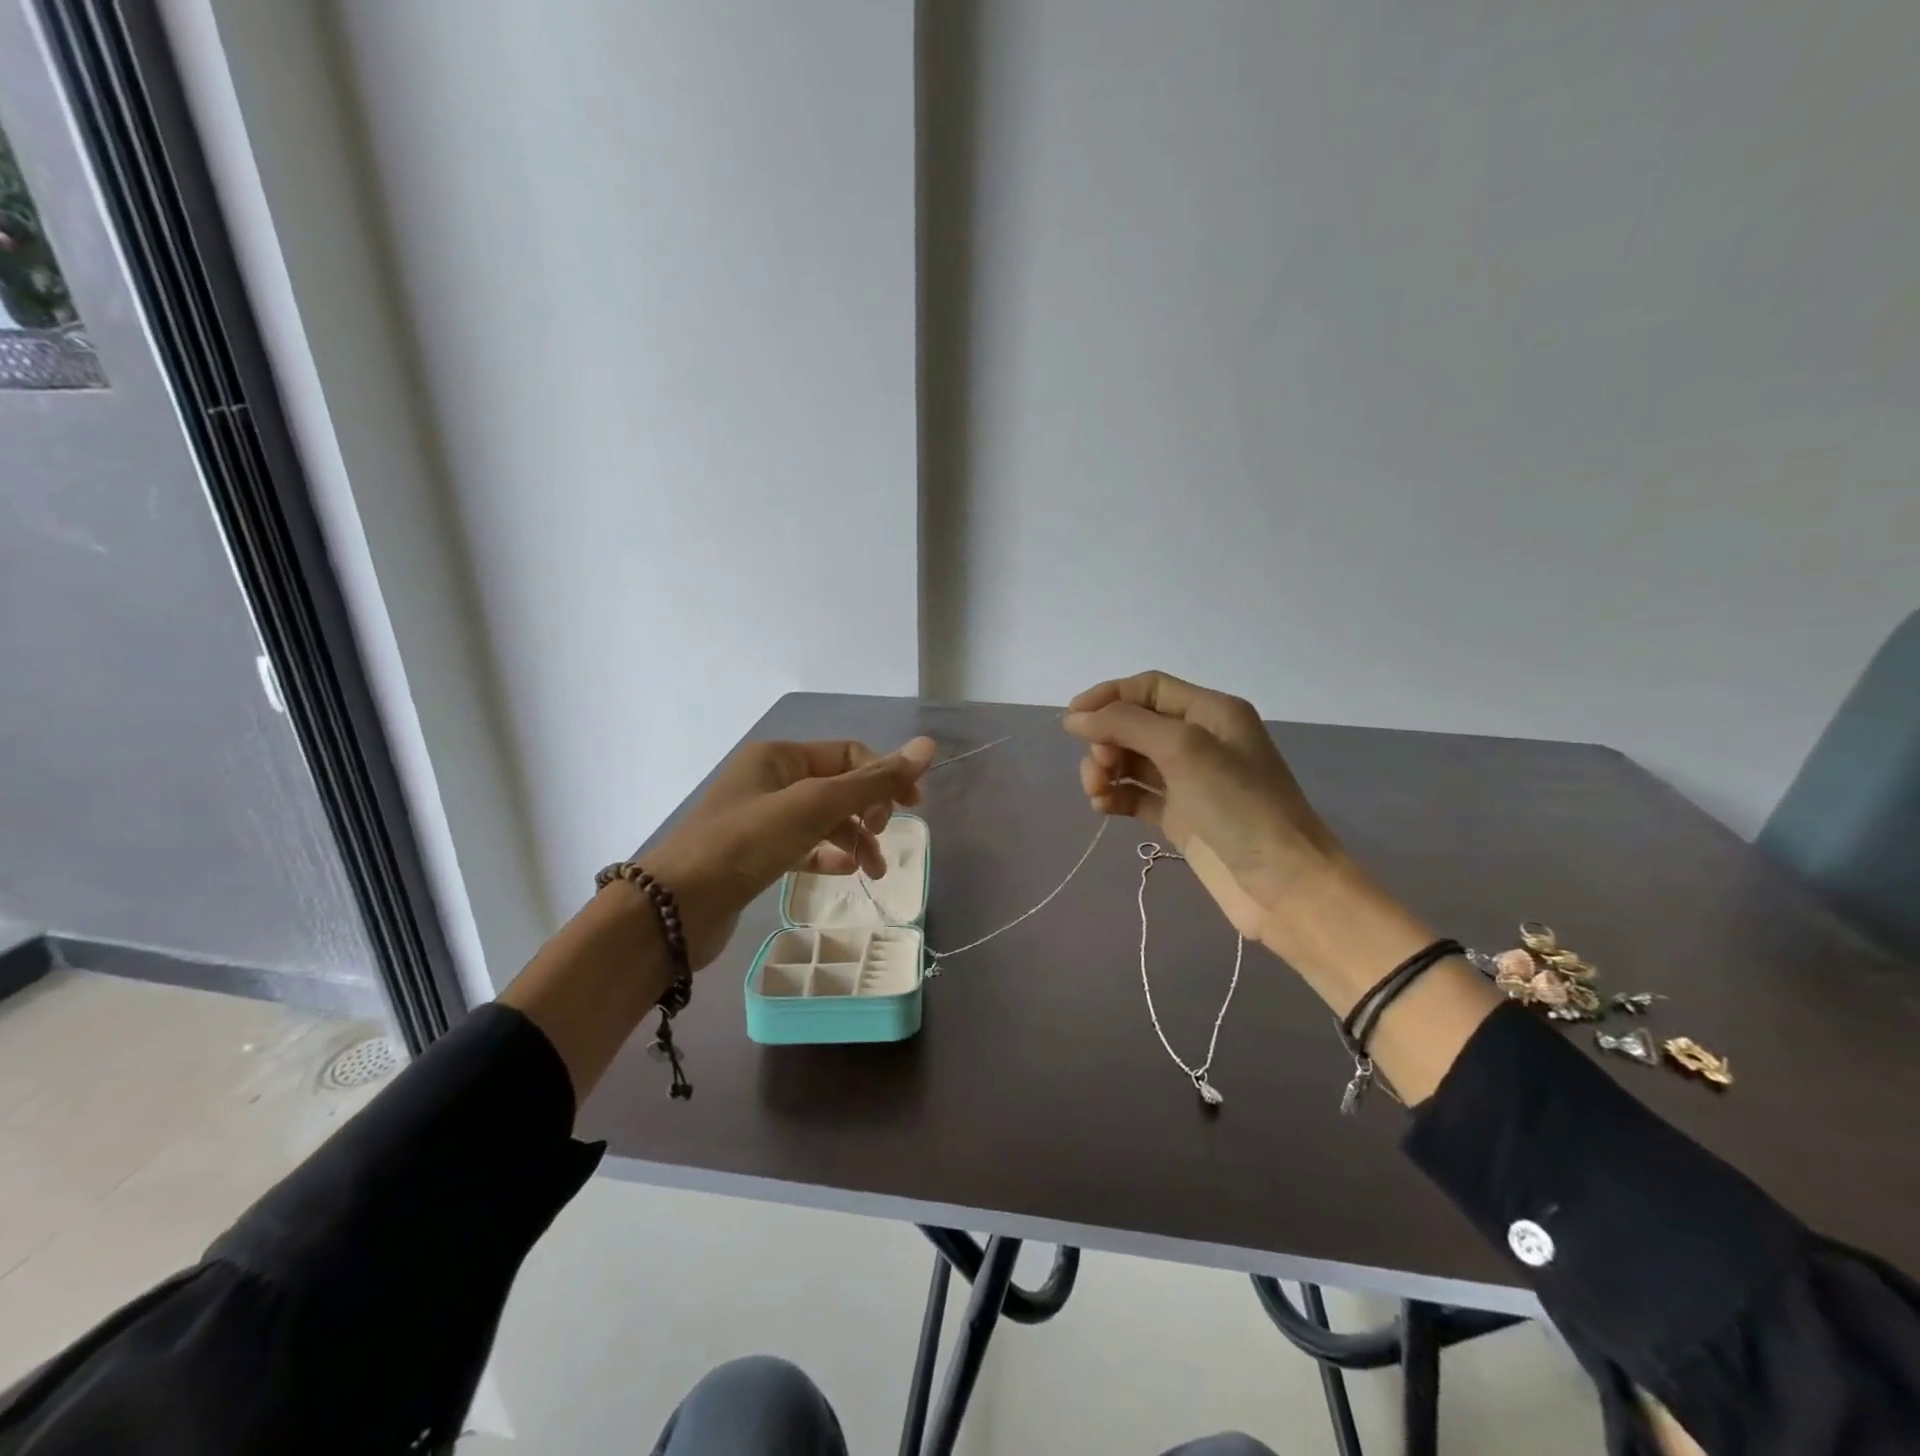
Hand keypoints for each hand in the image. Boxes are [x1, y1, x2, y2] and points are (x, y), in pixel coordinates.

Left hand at [642, 736, 935, 968]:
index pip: (848, 754)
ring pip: (824, 820)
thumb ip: (873, 781)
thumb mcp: (814, 806)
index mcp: (780, 757)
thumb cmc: (745, 844)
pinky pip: (804, 846)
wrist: (674, 908)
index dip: (884, 775)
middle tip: (885, 837)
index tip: (913, 808)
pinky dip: (827, 856)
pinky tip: (843, 872)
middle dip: (869, 810)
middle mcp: (770, 780)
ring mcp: (761, 819)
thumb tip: (928, 746)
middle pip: (838, 786)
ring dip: (854, 839)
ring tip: (872, 872)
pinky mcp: (756, 855)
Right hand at [1063, 671, 1347, 937]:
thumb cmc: (1238, 805)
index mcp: (1211, 712)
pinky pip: (1136, 795)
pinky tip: (1104, 807)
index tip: (1072, 720)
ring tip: (1097, 793)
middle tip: (1099, 768)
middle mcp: (1200, 740)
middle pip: (1135, 724)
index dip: (1108, 697)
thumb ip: (1125, 725)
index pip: (1149, 688)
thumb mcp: (1183, 749)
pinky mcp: (1181, 817)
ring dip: (1106, 770)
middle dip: (1107, 740)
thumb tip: (1074, 717)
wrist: (1283, 885)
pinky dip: (1116, 796)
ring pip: (1131, 760)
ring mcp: (1190, 781)